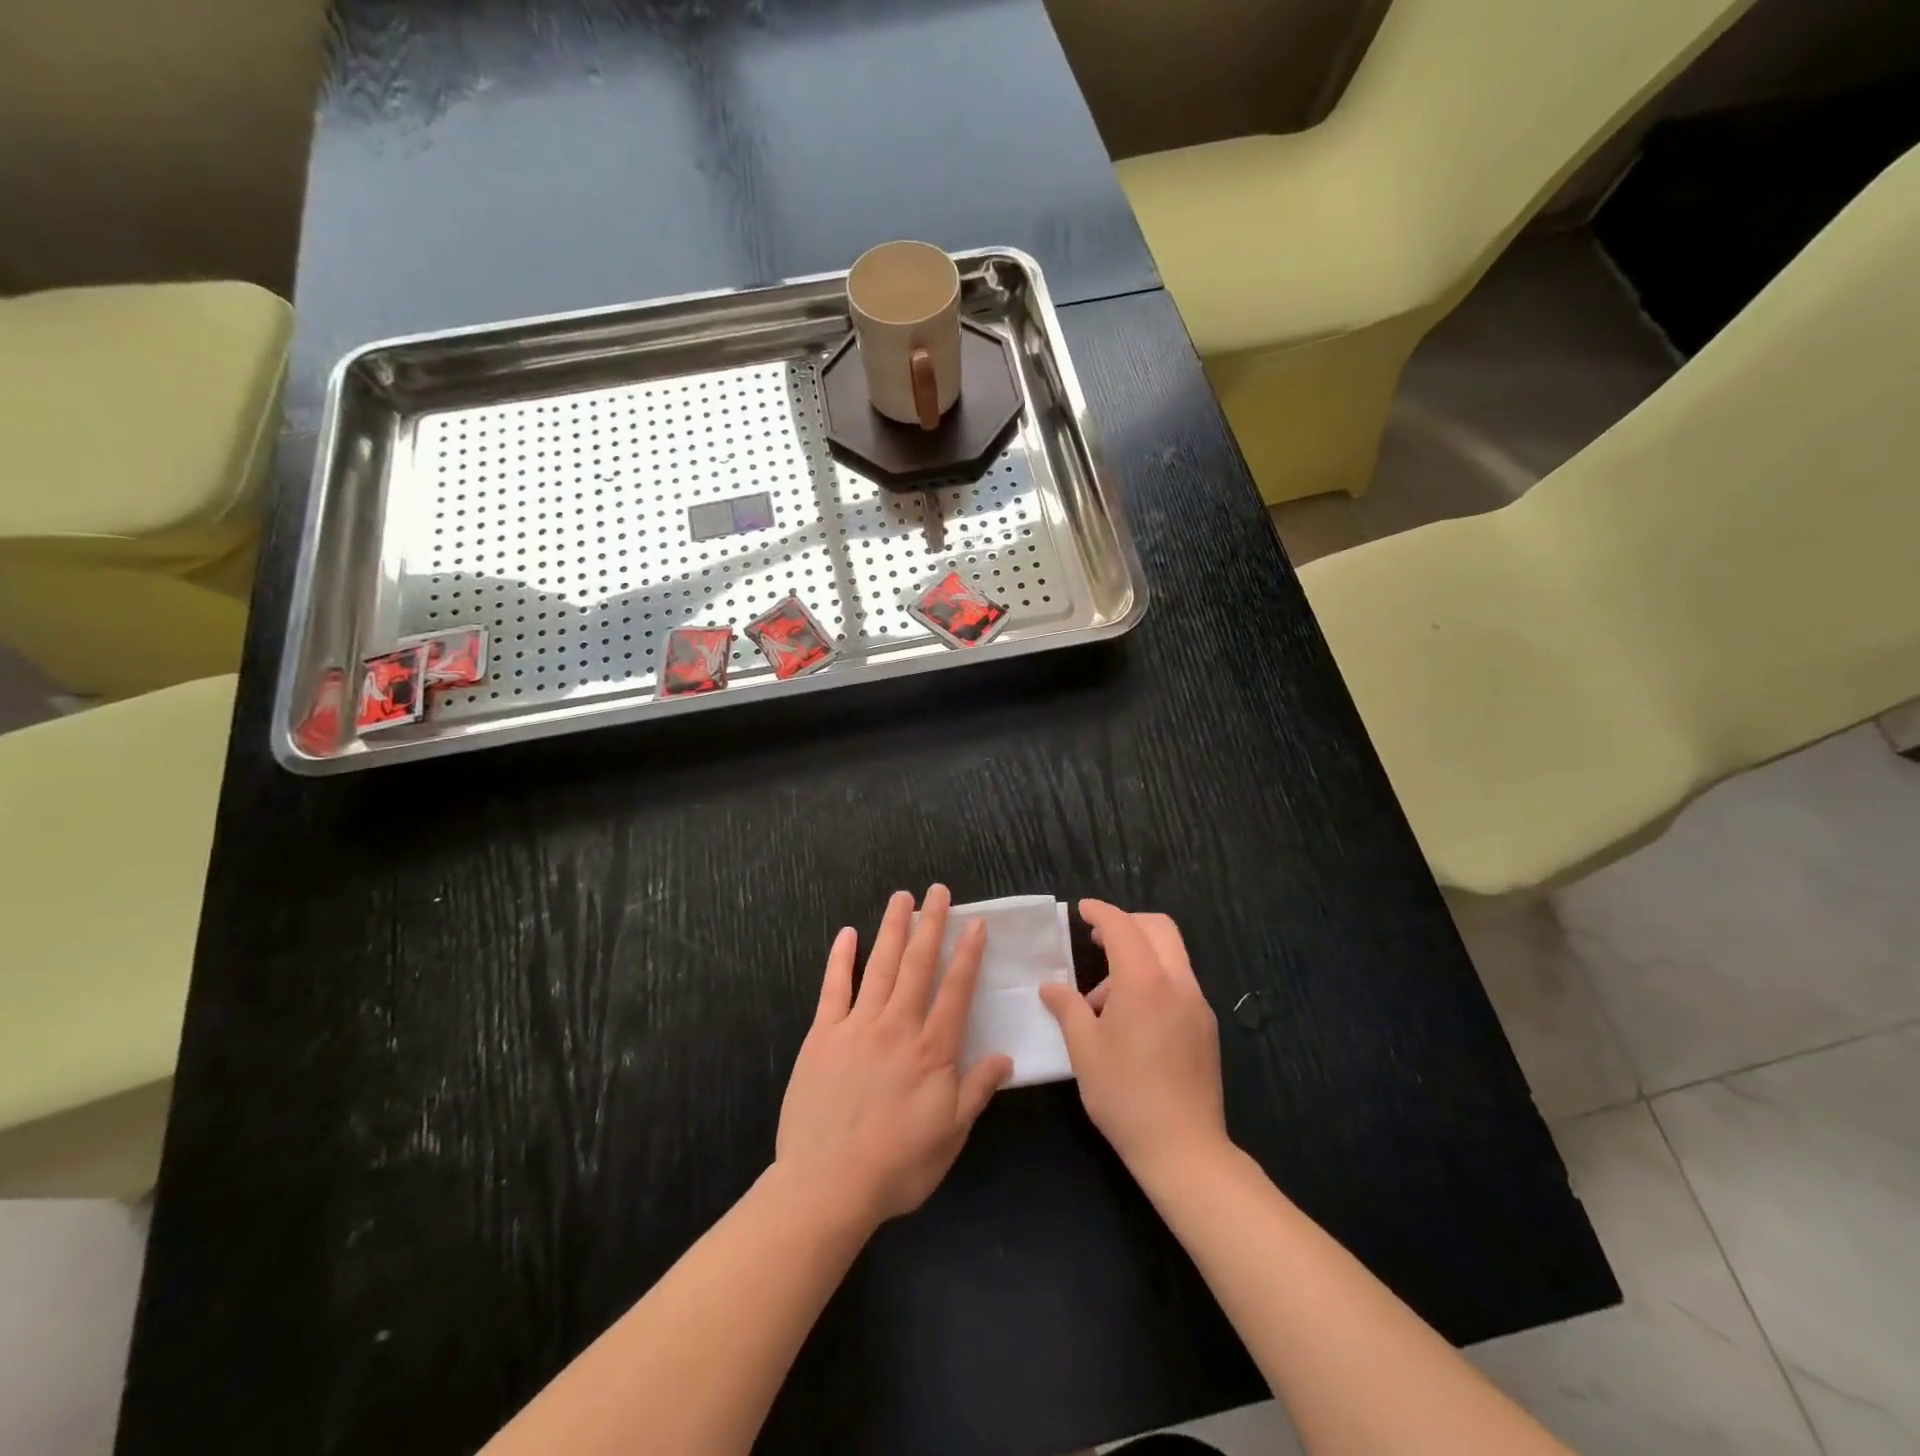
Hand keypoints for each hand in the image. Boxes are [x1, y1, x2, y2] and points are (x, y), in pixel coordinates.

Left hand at [775, 885, 1012, 1231]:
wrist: (827, 1185)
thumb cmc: (897, 1166)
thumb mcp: (950, 1136)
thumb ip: (977, 1091)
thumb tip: (1006, 1057)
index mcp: (932, 1051)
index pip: (955, 990)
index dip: (967, 954)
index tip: (975, 924)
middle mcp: (898, 1027)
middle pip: (918, 965)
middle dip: (931, 924)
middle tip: (938, 891)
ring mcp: (857, 1026)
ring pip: (880, 966)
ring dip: (893, 929)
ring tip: (901, 897)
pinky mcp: (822, 1035)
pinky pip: (833, 988)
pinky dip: (841, 958)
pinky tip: (847, 934)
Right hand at [1040, 901, 1228, 1182]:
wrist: (1184, 1149)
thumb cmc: (1125, 1095)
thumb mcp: (1084, 1050)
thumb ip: (1067, 1008)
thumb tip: (1051, 986)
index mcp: (1145, 982)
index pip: (1123, 927)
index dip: (1101, 912)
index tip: (1082, 910)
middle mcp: (1178, 983)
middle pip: (1158, 928)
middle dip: (1127, 923)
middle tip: (1096, 939)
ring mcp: (1197, 1004)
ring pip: (1171, 955)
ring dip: (1138, 956)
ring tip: (1102, 1000)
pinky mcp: (1206, 1027)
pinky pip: (1178, 983)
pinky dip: (1153, 980)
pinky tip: (1130, 1020)